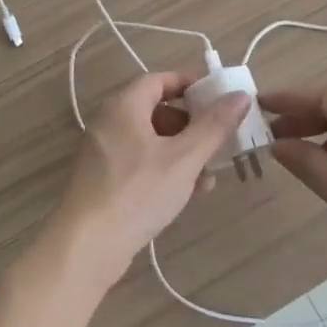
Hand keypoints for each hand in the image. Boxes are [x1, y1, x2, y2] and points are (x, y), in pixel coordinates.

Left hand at [52, 72, 248, 278]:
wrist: (86, 246)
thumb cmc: (137, 192)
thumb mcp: (183, 158)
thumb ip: (214, 126)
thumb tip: (240, 96)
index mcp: (123, 107)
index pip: (159, 80)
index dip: (190, 85)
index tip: (219, 99)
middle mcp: (109, 122)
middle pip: (156, 110)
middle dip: (191, 125)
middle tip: (218, 140)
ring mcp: (103, 152)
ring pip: (150, 140)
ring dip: (182, 152)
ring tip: (209, 175)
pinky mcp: (103, 180)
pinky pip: (139, 162)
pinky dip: (164, 169)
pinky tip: (188, 192)